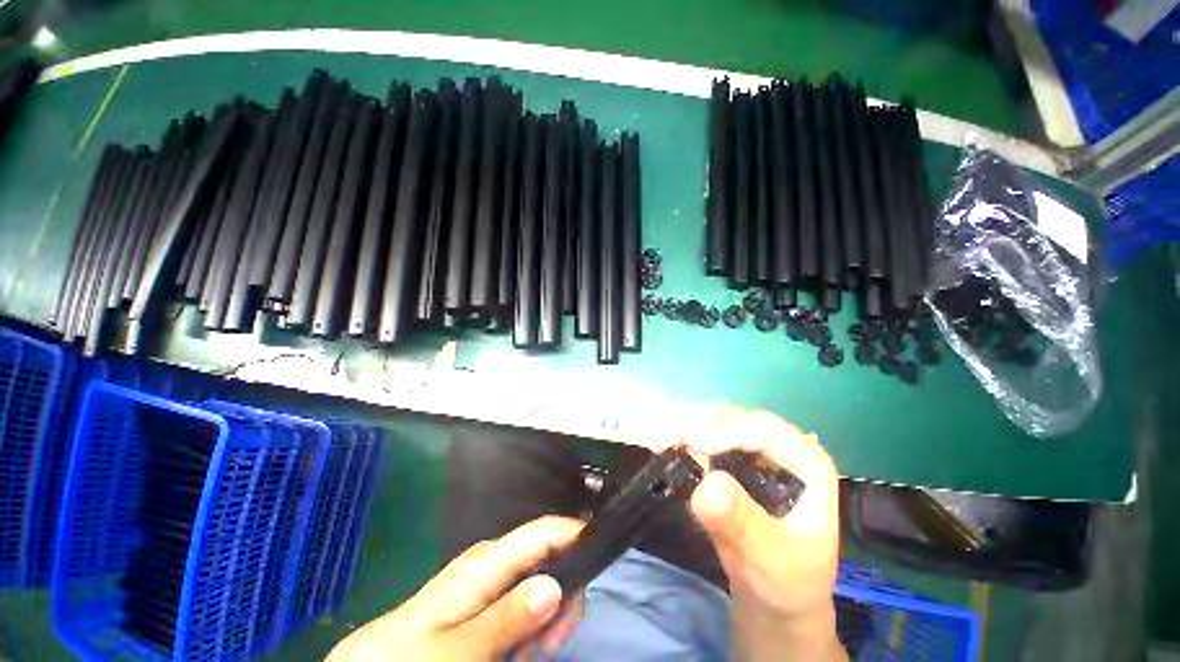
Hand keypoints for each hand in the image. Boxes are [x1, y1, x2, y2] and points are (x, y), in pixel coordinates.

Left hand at [328, 516, 583, 661]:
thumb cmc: (410, 655)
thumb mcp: (456, 649)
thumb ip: (505, 618)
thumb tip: (554, 585)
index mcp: (487, 561)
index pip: (543, 530)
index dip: (575, 534)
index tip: (600, 559)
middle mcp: (495, 561)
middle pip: (550, 556)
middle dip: (562, 594)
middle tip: (552, 641)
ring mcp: (494, 580)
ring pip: (543, 583)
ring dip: (548, 618)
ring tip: (530, 653)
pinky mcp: (492, 599)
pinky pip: (528, 603)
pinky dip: (535, 627)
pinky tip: (523, 651)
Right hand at [685, 407, 845, 661]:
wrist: (776, 601)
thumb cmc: (785, 585)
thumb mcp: (768, 562)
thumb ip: (741, 525)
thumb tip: (707, 484)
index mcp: (809, 465)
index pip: (765, 430)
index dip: (726, 430)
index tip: (689, 441)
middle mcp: (783, 449)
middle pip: (739, 419)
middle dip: (701, 422)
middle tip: (666, 436)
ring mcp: (758, 453)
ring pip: (720, 422)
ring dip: (689, 426)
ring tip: (662, 439)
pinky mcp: (736, 461)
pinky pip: (709, 436)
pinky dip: (687, 438)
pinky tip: (669, 445)